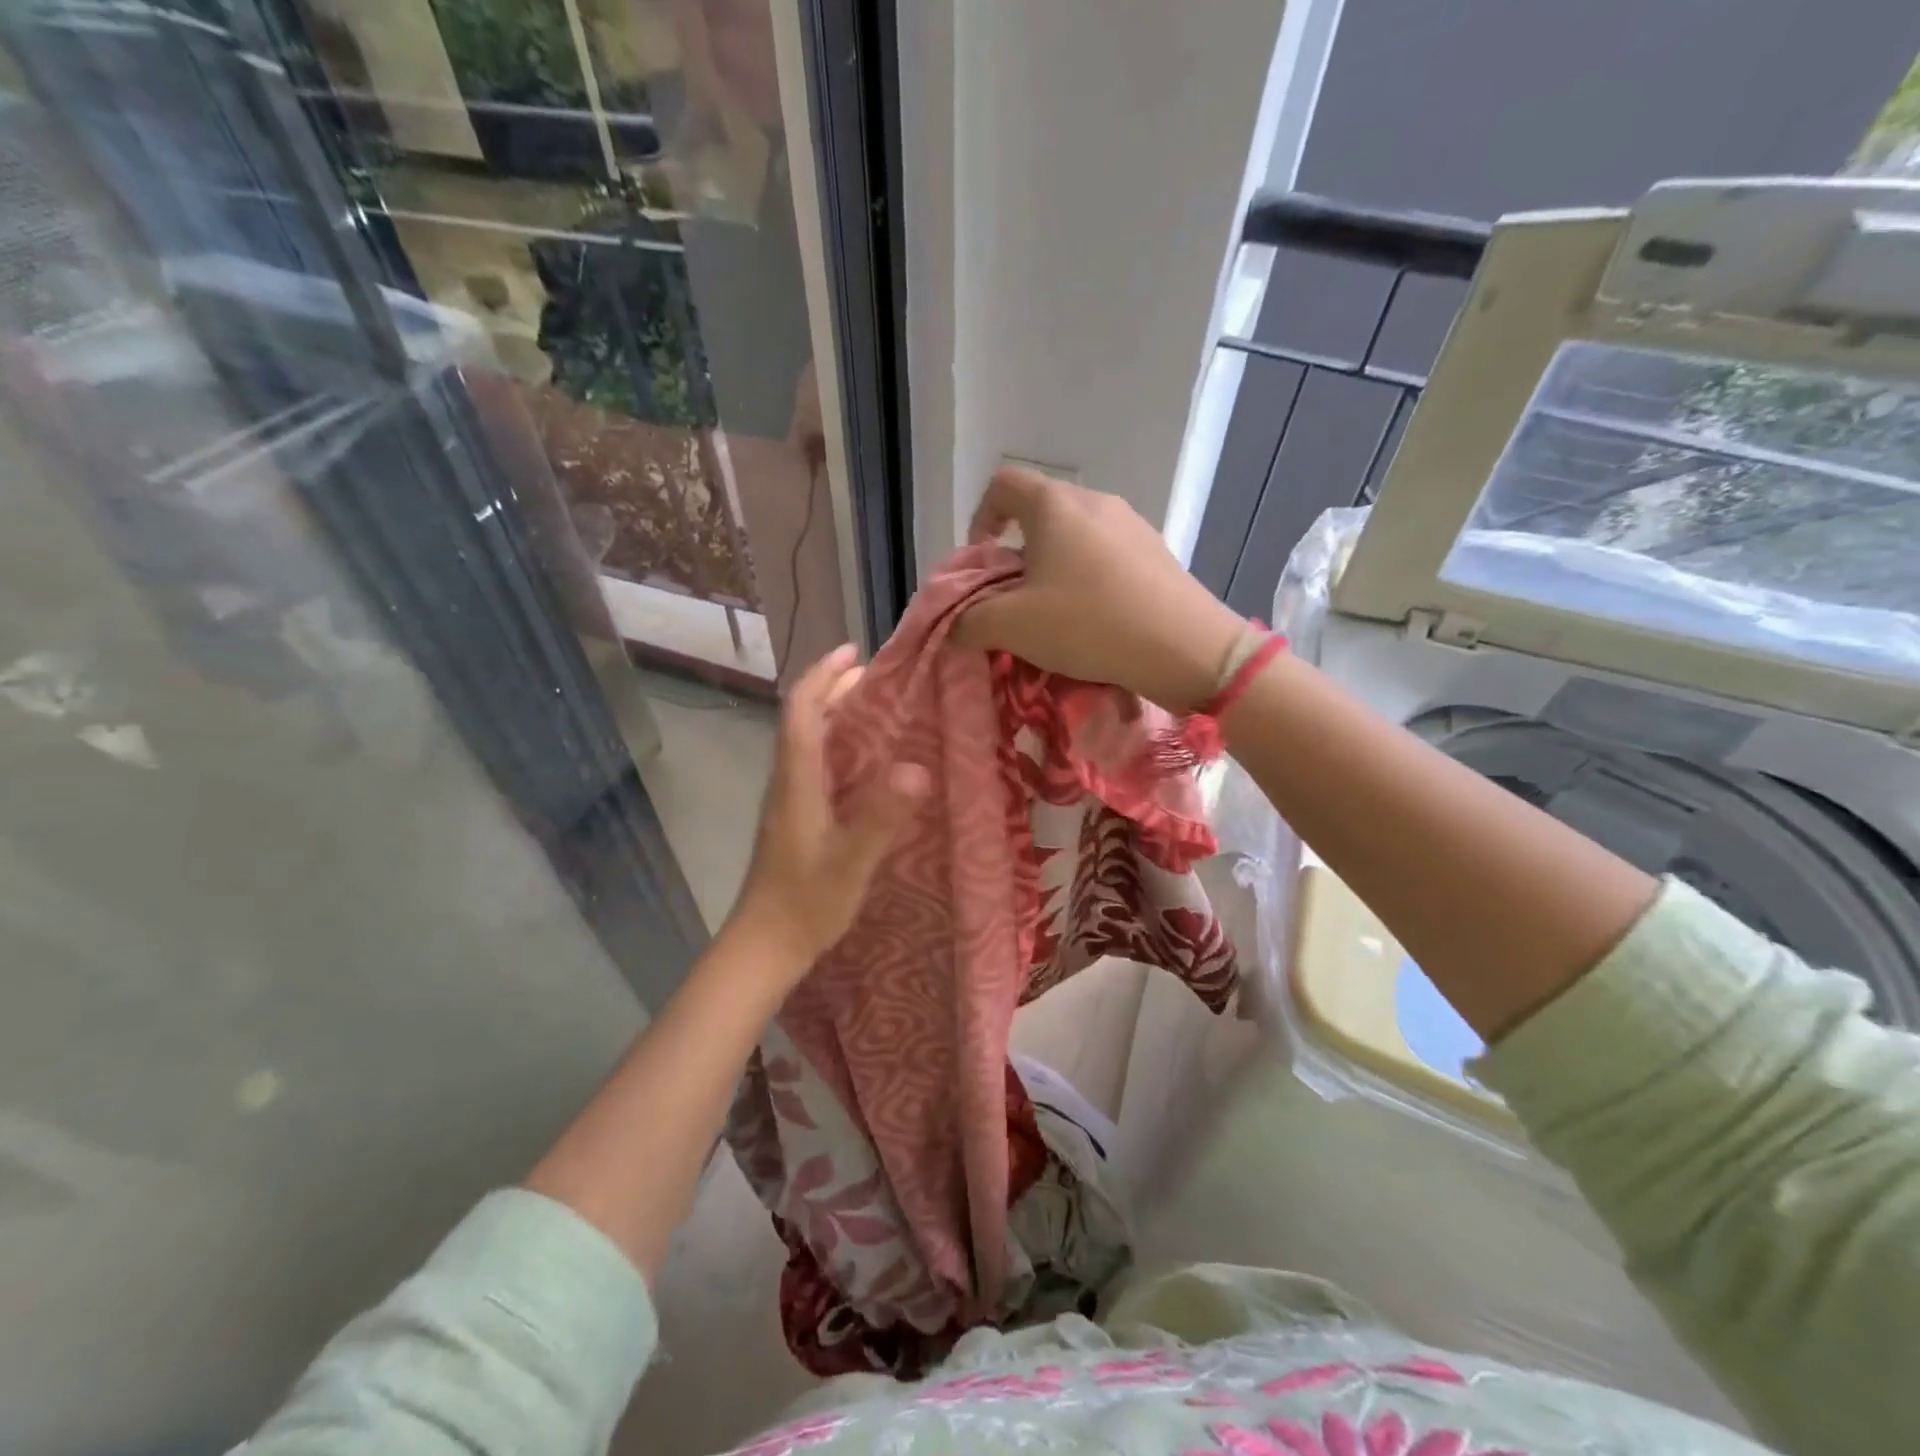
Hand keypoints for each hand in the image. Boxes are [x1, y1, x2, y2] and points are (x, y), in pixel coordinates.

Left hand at [729, 645, 927, 972]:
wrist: (765, 946)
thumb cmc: (805, 904)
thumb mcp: (850, 862)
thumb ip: (880, 817)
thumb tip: (917, 767)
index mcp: (797, 781)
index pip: (801, 711)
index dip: (823, 676)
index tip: (854, 653)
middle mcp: (788, 782)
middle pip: (803, 719)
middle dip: (834, 689)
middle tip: (878, 677)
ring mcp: (790, 801)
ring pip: (808, 741)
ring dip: (836, 714)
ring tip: (878, 707)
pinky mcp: (797, 818)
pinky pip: (817, 764)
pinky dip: (840, 745)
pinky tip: (869, 762)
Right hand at [952, 466, 1245, 711]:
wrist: (1184, 647)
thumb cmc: (1088, 623)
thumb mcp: (1013, 627)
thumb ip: (970, 620)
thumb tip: (957, 622)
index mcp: (1054, 505)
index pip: (1003, 484)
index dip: (981, 517)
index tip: (982, 561)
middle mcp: (1095, 501)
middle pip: (1041, 512)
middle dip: (1018, 553)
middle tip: (1014, 599)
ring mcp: (1133, 525)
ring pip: (1076, 536)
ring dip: (1054, 568)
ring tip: (1055, 614)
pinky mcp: (1158, 552)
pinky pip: (1107, 556)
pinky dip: (1089, 579)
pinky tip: (1096, 620)